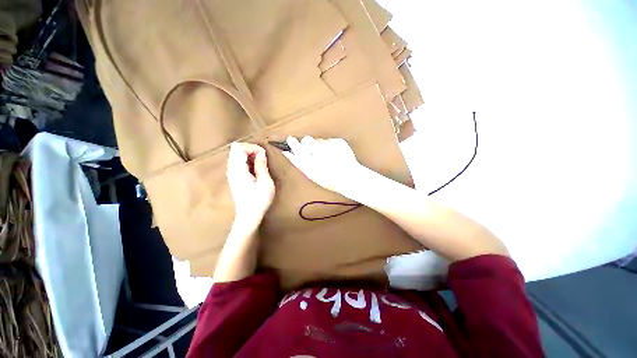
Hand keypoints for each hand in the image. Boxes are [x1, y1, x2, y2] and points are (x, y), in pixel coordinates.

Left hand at [226, 142, 274, 228]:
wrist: (249, 215)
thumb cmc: (259, 200)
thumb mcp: (265, 182)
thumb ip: (261, 165)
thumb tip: (261, 153)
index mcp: (238, 170)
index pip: (239, 147)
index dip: (252, 147)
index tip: (263, 154)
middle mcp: (232, 169)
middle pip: (236, 149)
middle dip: (251, 149)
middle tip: (263, 158)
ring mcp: (232, 173)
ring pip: (237, 155)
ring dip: (249, 155)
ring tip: (260, 163)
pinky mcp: (234, 177)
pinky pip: (239, 162)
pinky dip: (248, 161)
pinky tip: (256, 169)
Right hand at [282, 136, 363, 194]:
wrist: (350, 178)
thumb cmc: (329, 179)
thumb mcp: (311, 175)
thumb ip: (298, 162)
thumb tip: (287, 151)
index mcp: (311, 164)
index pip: (297, 148)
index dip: (293, 143)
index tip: (290, 140)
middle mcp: (320, 154)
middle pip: (306, 140)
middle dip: (306, 143)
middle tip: (310, 148)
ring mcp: (330, 147)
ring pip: (318, 140)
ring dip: (319, 145)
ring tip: (326, 155)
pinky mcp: (339, 142)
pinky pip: (329, 140)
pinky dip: (330, 145)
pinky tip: (334, 154)